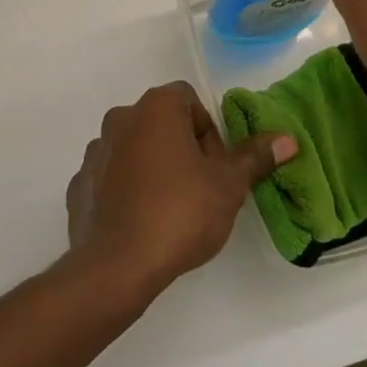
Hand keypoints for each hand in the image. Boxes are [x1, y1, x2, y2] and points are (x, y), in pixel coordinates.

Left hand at [66, 82, 296, 291]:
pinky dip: (126, 190)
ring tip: (170, 210)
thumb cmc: (179, 213)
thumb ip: (254, 158)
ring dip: (153, 168)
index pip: (189, 101)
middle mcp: (121, 118)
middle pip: (162, 123)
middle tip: (200, 190)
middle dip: (183, 149)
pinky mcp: (79, 183)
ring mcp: (96, 150)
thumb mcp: (228, 186)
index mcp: (156, 108)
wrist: (116, 265)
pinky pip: (111, 177)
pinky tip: (140, 222)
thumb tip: (286, 139)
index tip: (215, 168)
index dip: (209, 132)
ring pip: (135, 149)